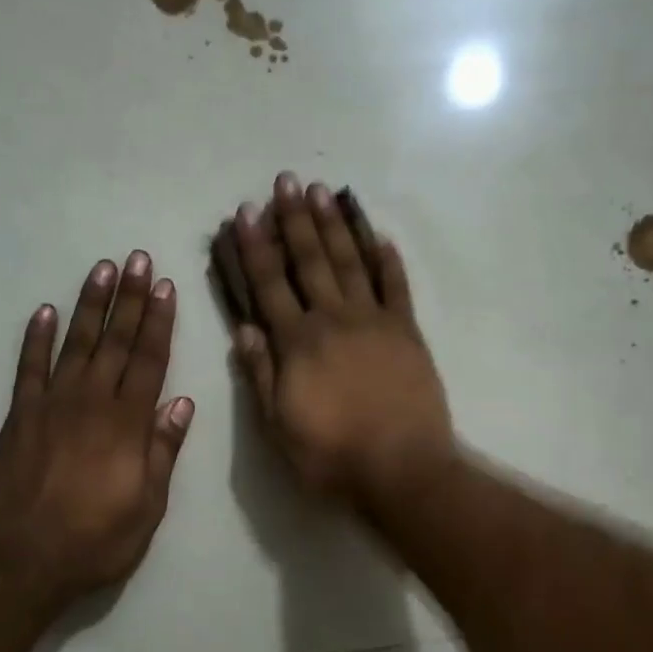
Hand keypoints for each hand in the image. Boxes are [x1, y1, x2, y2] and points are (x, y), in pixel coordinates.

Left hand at [0, 253, 194, 609]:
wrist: (20, 563)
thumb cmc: (96, 540)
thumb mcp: (147, 506)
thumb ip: (163, 451)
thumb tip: (182, 403)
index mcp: (128, 424)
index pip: (149, 361)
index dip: (159, 322)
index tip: (165, 287)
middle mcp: (91, 403)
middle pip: (115, 341)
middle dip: (130, 298)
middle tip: (138, 259)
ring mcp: (51, 406)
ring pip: (76, 344)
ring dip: (90, 305)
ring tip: (102, 269)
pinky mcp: (19, 417)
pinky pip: (29, 368)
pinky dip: (37, 338)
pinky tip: (46, 311)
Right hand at [224, 173, 453, 501]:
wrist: (403, 470)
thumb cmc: (332, 456)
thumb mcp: (279, 427)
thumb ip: (261, 375)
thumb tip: (245, 329)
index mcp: (298, 343)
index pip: (270, 285)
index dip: (257, 248)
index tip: (247, 213)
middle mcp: (334, 320)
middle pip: (311, 261)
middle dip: (295, 220)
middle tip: (286, 181)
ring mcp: (375, 322)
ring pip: (350, 263)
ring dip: (335, 225)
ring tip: (323, 192)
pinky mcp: (408, 332)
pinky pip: (396, 287)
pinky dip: (387, 260)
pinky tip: (378, 236)